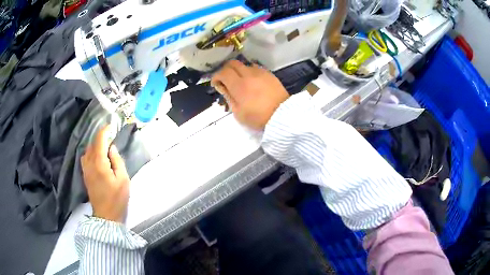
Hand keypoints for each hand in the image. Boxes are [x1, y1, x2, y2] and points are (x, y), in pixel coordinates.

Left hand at [81, 125, 129, 222]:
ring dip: (95, 144)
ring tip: (105, 146)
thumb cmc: (117, 198)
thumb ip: (117, 160)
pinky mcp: (85, 175)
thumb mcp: (123, 179)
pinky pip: (85, 157)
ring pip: (88, 150)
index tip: (111, 126)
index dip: (105, 130)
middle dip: (101, 137)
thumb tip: (111, 148)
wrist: (106, 216)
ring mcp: (85, 169)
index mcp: (99, 163)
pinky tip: (97, 157)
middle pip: (92, 143)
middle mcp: (89, 163)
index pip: (99, 140)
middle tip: (111, 137)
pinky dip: (91, 152)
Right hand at [211, 60, 289, 129]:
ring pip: (244, 64)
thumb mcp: (238, 113)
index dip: (216, 76)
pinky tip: (252, 81)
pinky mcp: (269, 74)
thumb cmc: (258, 117)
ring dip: (239, 70)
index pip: (223, 72)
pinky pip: (255, 68)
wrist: (283, 115)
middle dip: (226, 69)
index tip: (216, 84)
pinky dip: (249, 72)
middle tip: (226, 79)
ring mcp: (260, 72)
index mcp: (239, 85)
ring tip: (240, 81)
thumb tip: (223, 87)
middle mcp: (249, 74)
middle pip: (233, 63)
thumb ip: (229, 97)